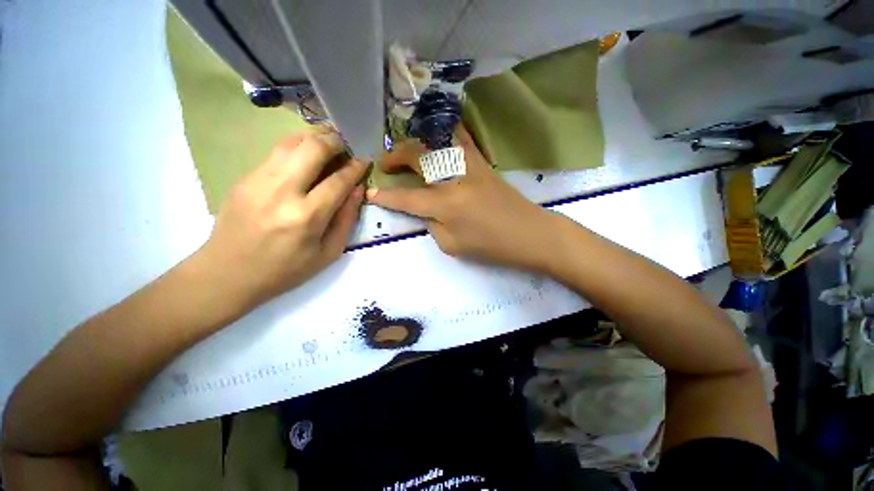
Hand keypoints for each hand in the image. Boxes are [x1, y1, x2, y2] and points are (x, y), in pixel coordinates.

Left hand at [197, 127, 368, 309]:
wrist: (227, 273)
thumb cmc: (285, 270)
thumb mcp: (328, 253)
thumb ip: (346, 219)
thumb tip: (358, 189)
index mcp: (306, 217)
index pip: (339, 180)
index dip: (356, 167)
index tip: (366, 160)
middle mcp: (282, 191)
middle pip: (313, 148)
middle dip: (336, 141)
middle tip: (347, 145)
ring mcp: (258, 180)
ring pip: (292, 142)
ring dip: (316, 138)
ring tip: (329, 144)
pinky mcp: (244, 177)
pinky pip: (276, 152)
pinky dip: (297, 147)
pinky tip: (306, 156)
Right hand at [367, 125, 558, 269]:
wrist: (530, 234)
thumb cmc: (492, 247)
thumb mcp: (453, 246)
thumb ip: (434, 225)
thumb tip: (426, 210)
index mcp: (446, 206)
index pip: (407, 198)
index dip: (386, 196)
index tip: (370, 192)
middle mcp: (455, 180)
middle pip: (418, 157)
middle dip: (395, 157)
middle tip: (385, 164)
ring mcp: (471, 166)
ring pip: (436, 141)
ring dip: (416, 142)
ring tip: (406, 149)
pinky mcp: (483, 163)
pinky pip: (462, 139)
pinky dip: (446, 132)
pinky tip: (437, 133)